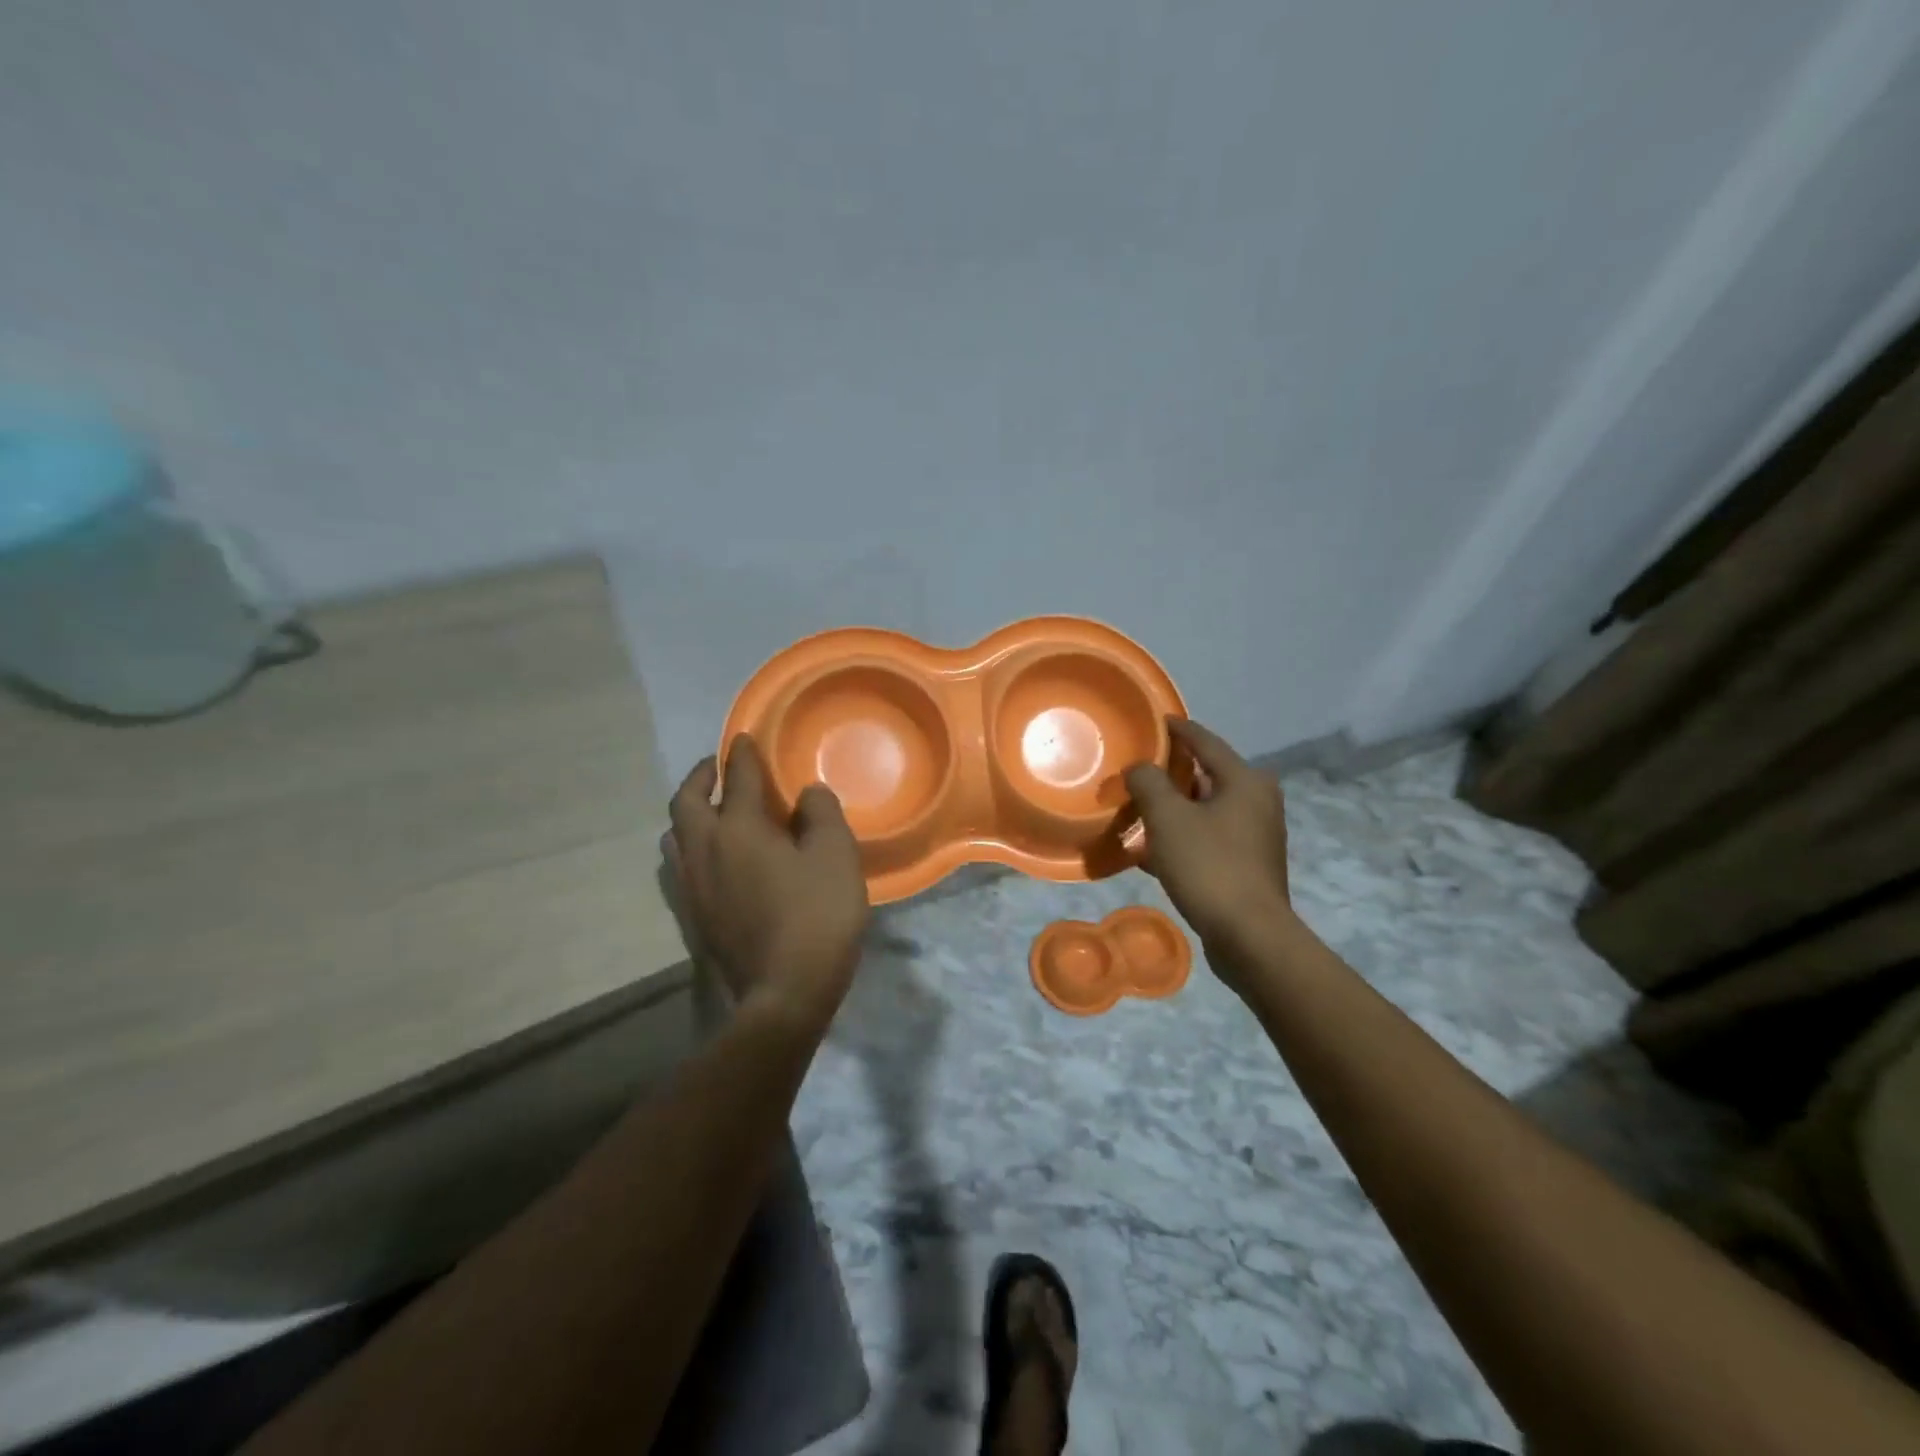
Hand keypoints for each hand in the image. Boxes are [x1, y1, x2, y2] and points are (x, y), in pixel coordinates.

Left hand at [666, 736, 870, 1029]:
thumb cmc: (816, 917)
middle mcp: (705, 851)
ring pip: (675, 836)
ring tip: (710, 809)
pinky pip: (681, 866)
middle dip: (700, 777)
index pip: (737, 778)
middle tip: (716, 767)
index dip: (743, 754)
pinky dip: (691, 846)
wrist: (783, 994)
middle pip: (686, 802)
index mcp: (739, 830)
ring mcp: (693, 887)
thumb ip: (821, 815)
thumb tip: (806, 794)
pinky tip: (713, 858)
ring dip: (689, 812)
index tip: (744, 738)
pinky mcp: (693, 916)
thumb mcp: (835, 857)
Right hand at [1124, 718, 1294, 981]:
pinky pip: (1208, 838)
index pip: (1205, 741)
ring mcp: (1256, 835)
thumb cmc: (1209, 866)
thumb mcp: (1168, 818)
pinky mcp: (1248, 865)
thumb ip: (1148, 783)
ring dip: (1173, 810)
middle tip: (1137, 771)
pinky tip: (1149, 852)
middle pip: (1206, 775)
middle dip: (1171, 774)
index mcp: (1245, 780)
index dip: (1178, 729)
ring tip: (1137, 810)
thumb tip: (1140, 769)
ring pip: (1205, 810)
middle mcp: (1258, 801)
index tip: (1156, 720)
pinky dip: (1182, 838)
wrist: (1249, 936)